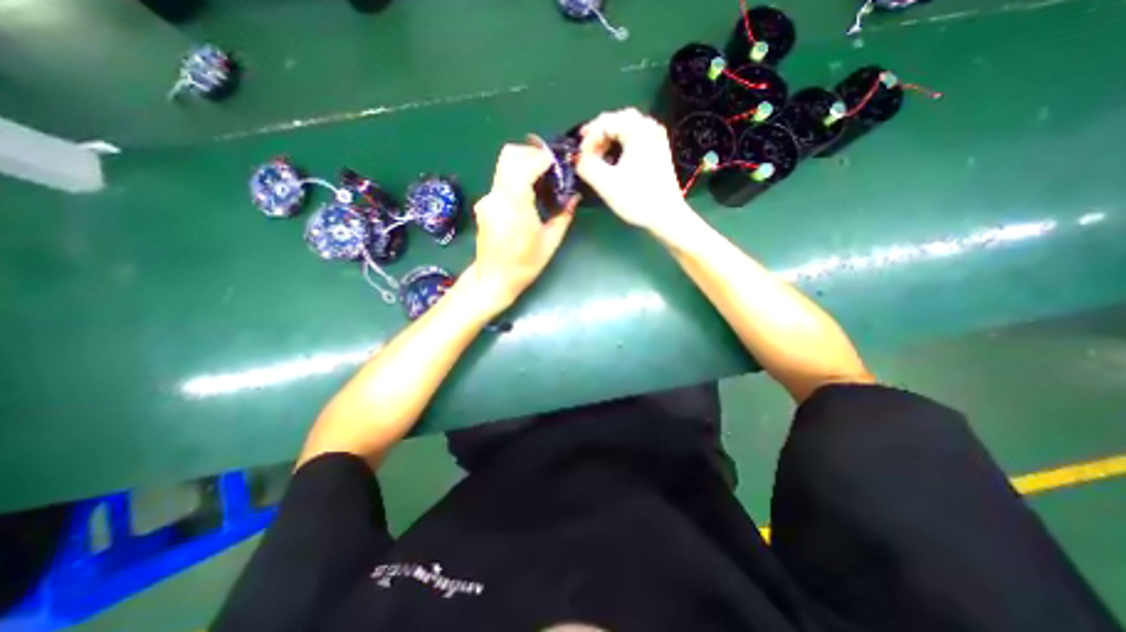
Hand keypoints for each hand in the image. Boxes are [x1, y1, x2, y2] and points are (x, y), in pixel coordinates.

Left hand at [467, 142, 575, 309]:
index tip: (557, 163)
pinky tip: (528, 196)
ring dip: (523, 166)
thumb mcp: (550, 242)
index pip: (525, 164)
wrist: (493, 279)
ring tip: (541, 182)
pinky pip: (501, 181)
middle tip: (549, 167)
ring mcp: (487, 199)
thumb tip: (574, 196)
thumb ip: (563, 215)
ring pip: (504, 166)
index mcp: (515, 205)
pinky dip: (515, 179)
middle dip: (531, 154)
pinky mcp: (484, 205)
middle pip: (509, 155)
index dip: (542, 158)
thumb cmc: (525, 265)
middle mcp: (496, 196)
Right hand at [580, 109, 696, 237]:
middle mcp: (649, 127)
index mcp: (637, 130)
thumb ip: (586, 166)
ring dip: (608, 139)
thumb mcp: (606, 183)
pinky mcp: (658, 151)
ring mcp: (656, 138)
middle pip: (616, 120)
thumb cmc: (637, 199)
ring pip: (626, 128)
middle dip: (597, 135)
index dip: (588, 139)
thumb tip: (576, 159)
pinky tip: (614, 159)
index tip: (580, 159)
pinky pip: (635, 137)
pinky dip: (620, 144)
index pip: (604, 122)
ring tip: (597, 157)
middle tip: (585, 153)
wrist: (666, 216)